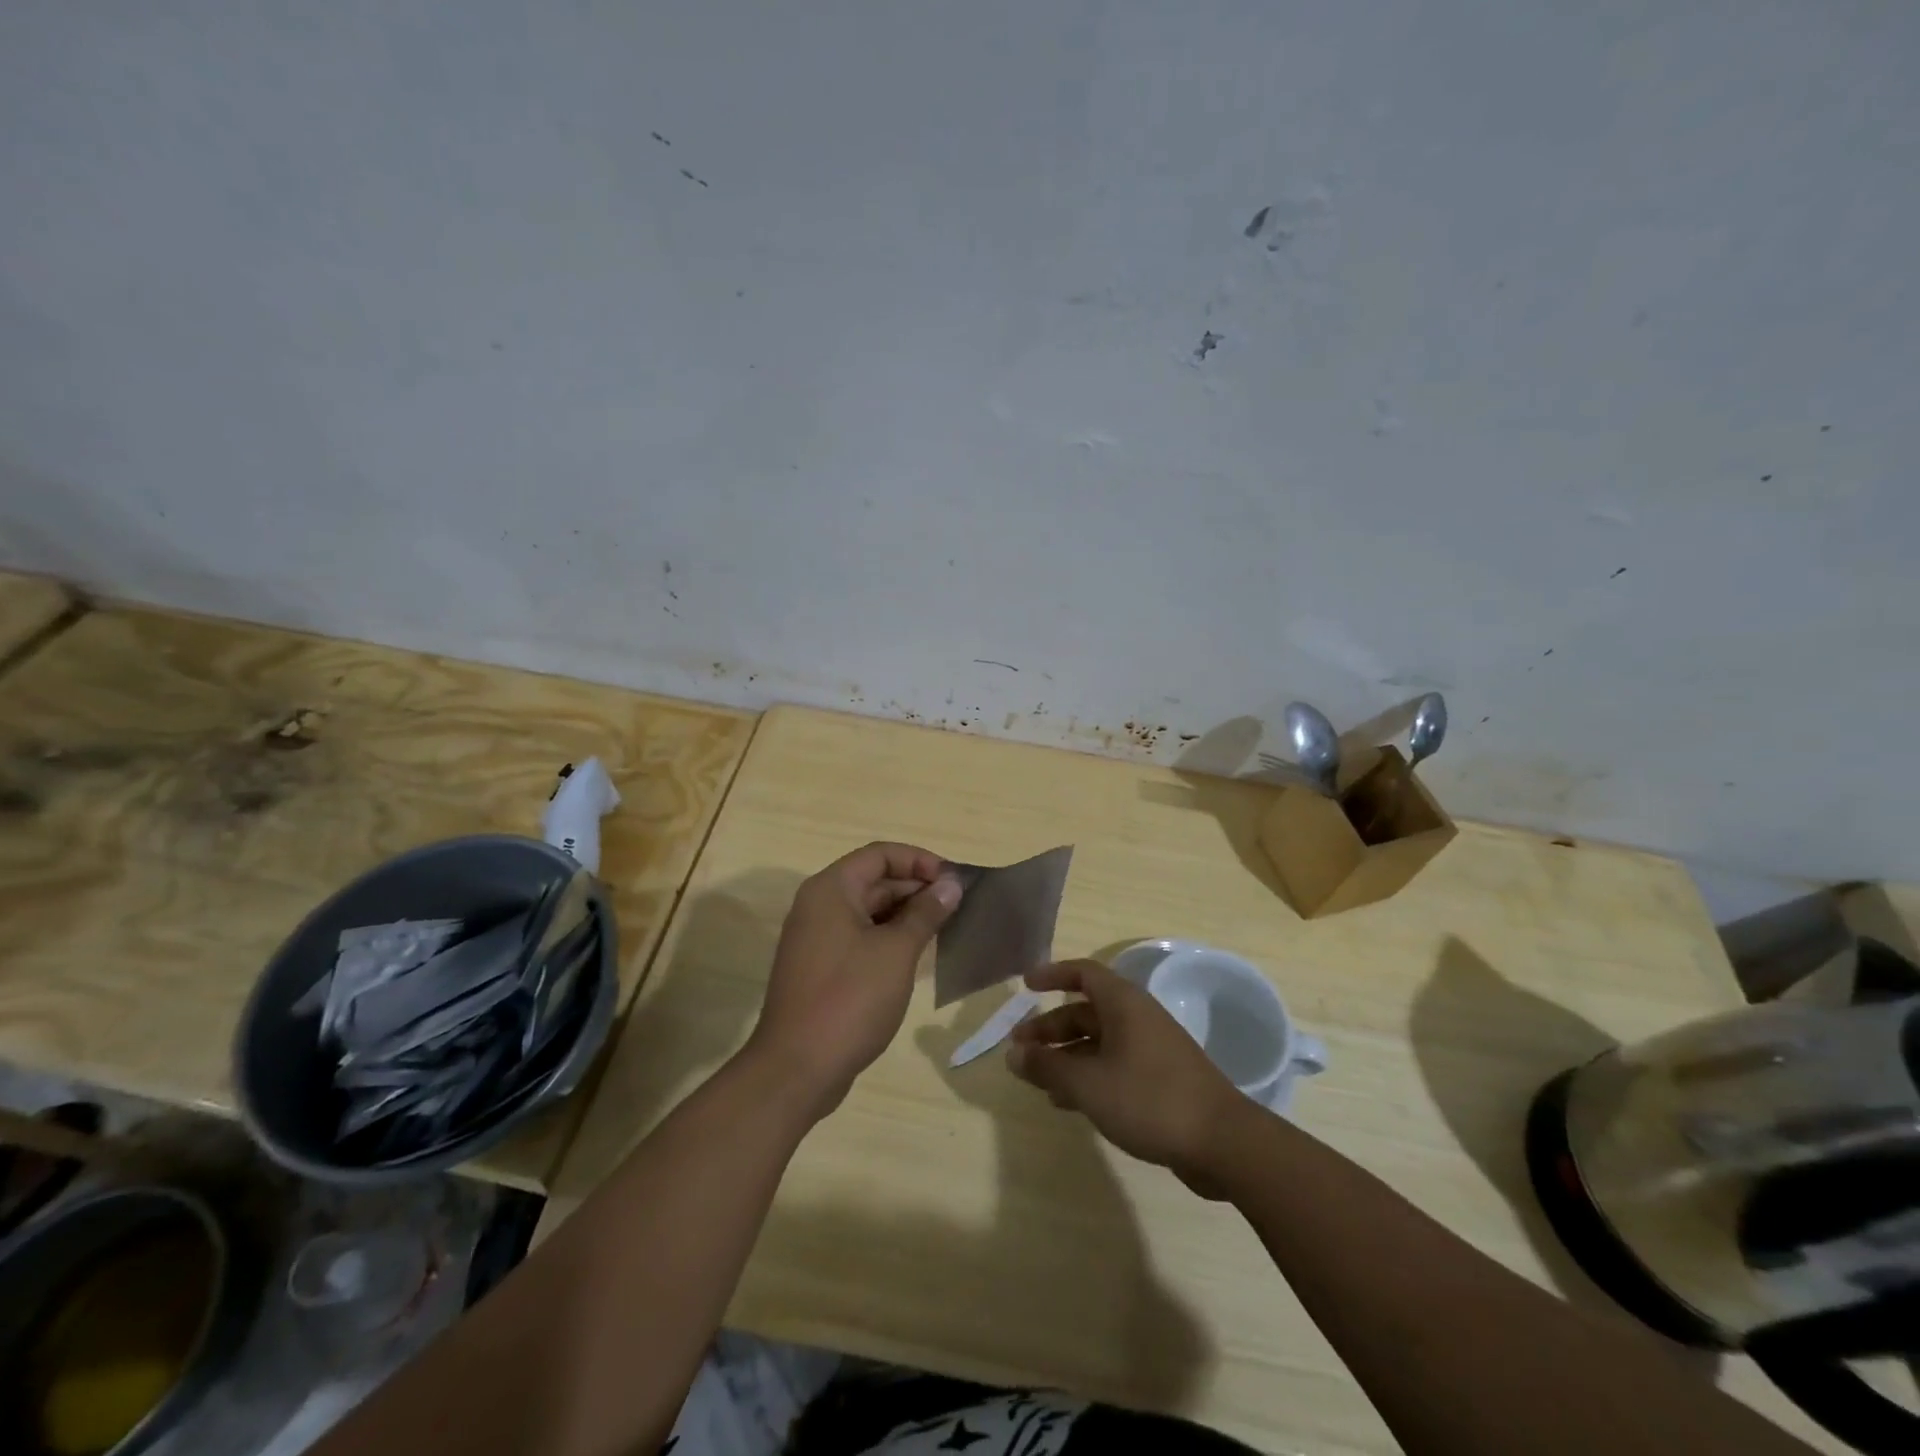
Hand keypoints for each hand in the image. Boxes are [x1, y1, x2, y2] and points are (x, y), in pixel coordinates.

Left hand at [747, 842, 961, 1120]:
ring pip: (869, 911)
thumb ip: (926, 913)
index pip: (880, 855)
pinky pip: (861, 938)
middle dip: (917, 888)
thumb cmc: (850, 999)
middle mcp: (819, 906)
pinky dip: (890, 939)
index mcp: (831, 890)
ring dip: (906, 915)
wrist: (796, 1069)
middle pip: (874, 881)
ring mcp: (817, 939)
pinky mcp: (821, 968)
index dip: (920, 860)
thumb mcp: (896, 951)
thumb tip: (951, 884)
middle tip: (958, 906)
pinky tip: (919, 955)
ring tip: (946, 928)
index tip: (954, 881)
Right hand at [1006, 959, 1249, 1194]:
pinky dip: (1088, 1076)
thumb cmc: (1149, 1099)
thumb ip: (1047, 1067)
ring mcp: (1152, 1050)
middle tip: (1020, 1048)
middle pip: (1087, 1011)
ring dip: (1067, 1056)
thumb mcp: (1088, 1084)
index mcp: (1124, 1004)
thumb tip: (1014, 1054)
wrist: (1223, 1143)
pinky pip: (1114, 1066)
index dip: (1053, 975)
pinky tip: (1069, 1103)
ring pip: (1099, 1042)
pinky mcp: (1161, 1080)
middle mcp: (1138, 1018)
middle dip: (1051, 1028)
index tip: (1025, 986)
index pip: (1083, 973)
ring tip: (1037, 1080)